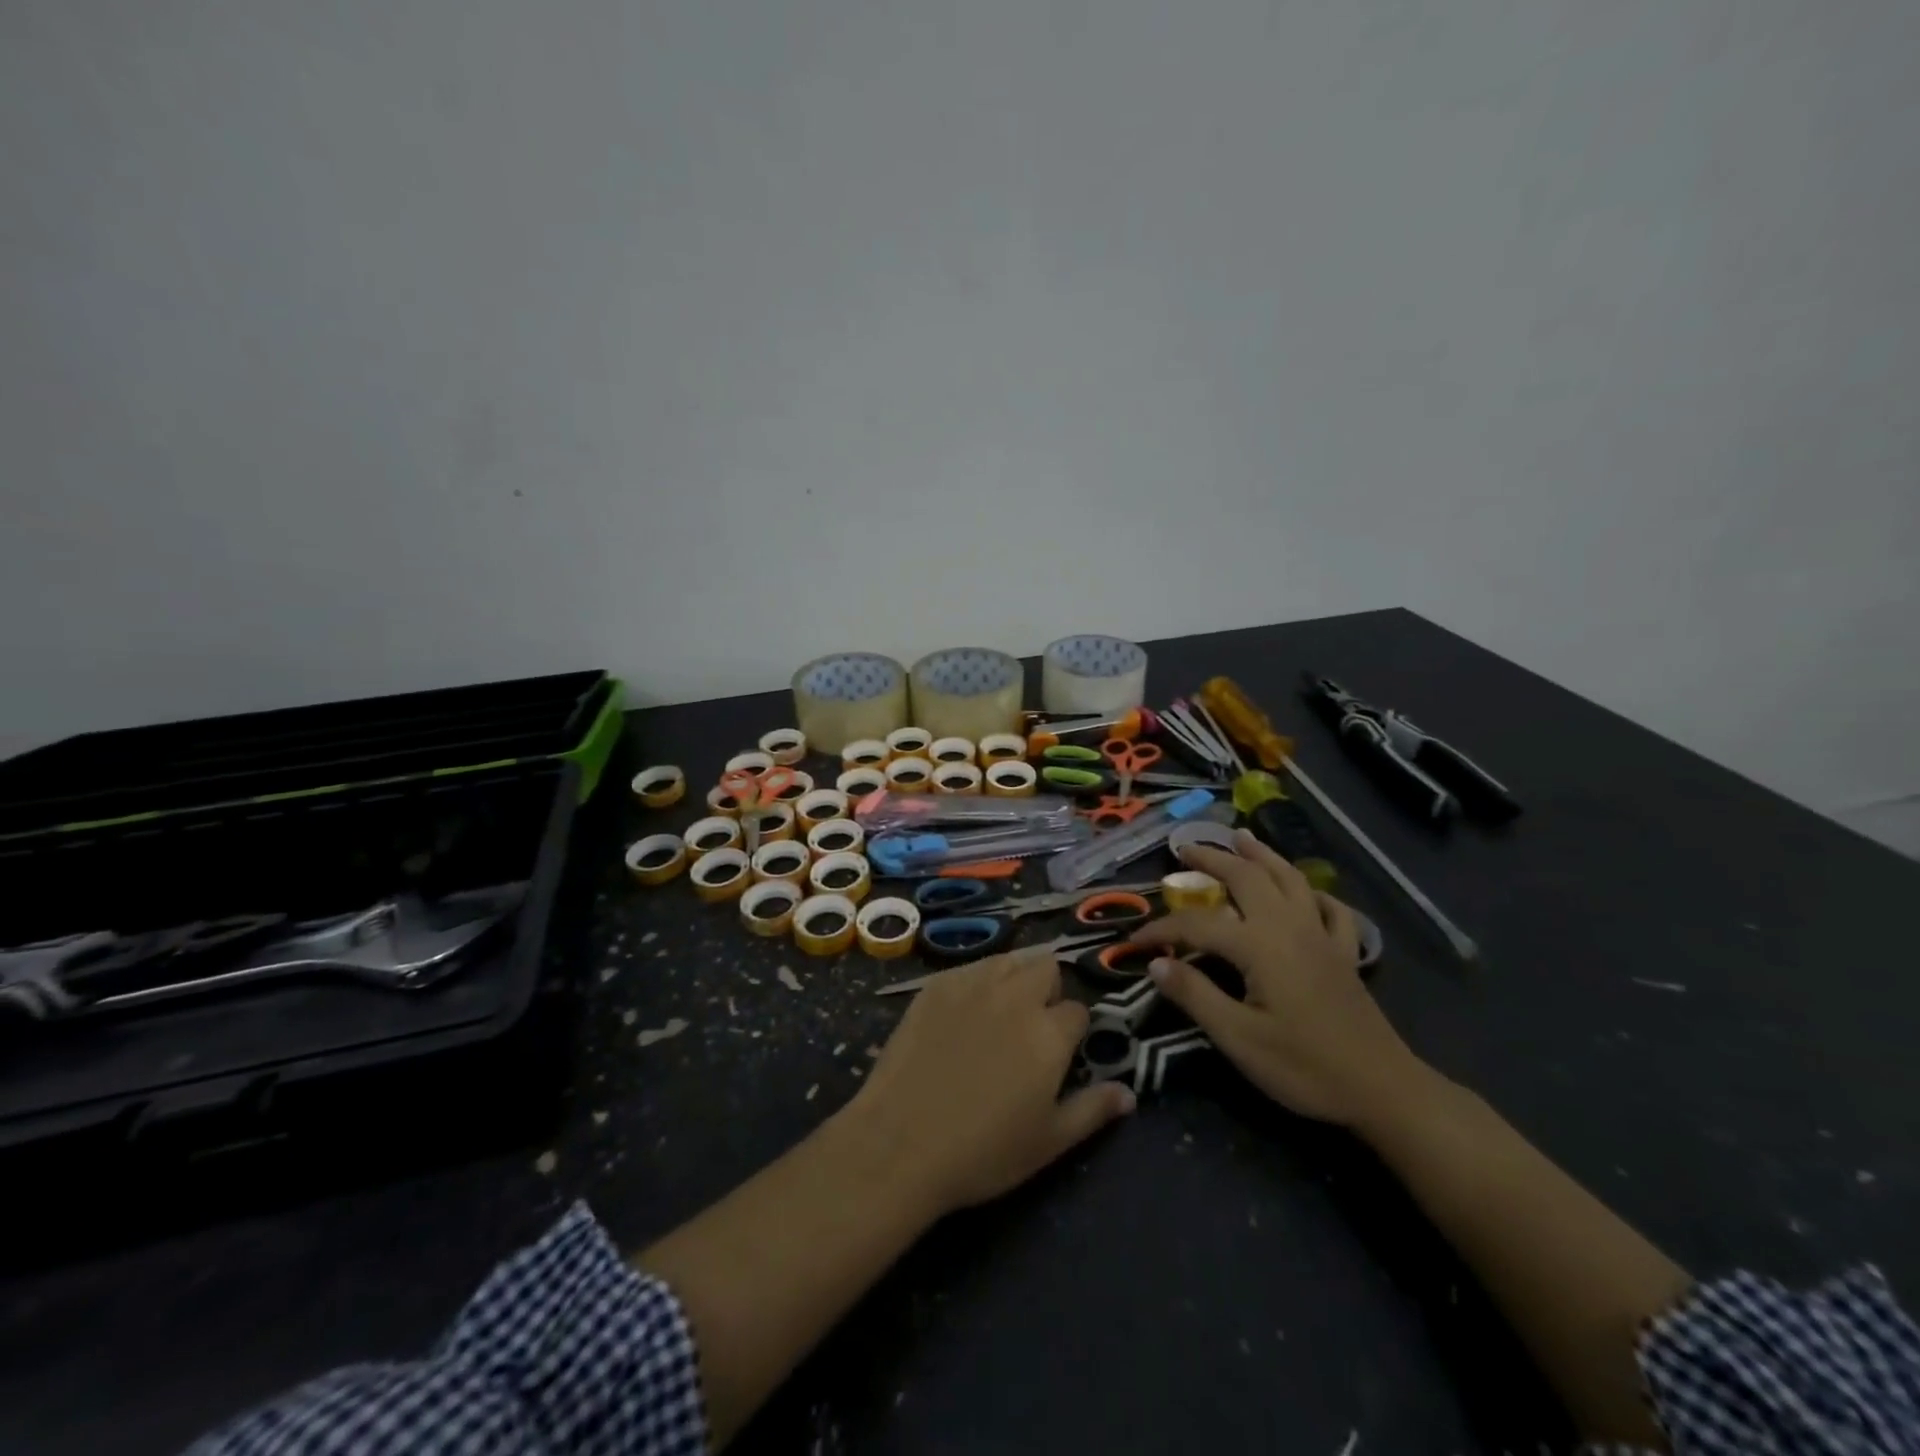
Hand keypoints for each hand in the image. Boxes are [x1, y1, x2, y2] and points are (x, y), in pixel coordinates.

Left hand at [849, 948, 1135, 1215]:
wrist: (900, 1142)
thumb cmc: (982, 1151)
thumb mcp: (1048, 1142)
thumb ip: (1092, 1110)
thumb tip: (1128, 1093)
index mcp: (1049, 1032)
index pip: (1078, 1010)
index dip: (1072, 1032)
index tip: (1058, 1055)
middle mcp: (1015, 996)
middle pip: (1046, 967)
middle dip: (1048, 991)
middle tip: (1031, 1028)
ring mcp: (972, 984)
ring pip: (1009, 959)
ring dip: (1014, 978)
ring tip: (1000, 1013)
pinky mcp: (935, 985)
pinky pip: (969, 967)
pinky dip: (976, 982)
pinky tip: (961, 1014)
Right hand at [1129, 829, 1428, 1125]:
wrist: (1382, 1090)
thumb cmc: (1304, 1066)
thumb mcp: (1238, 1038)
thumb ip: (1195, 994)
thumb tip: (1156, 962)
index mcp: (1259, 945)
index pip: (1197, 925)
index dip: (1162, 929)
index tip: (1134, 941)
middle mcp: (1289, 927)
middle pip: (1247, 878)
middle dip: (1213, 859)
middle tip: (1185, 849)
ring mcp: (1321, 937)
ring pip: (1290, 879)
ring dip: (1262, 855)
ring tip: (1241, 837)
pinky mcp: (1344, 954)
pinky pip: (1331, 909)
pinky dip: (1314, 893)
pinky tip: (1306, 893)